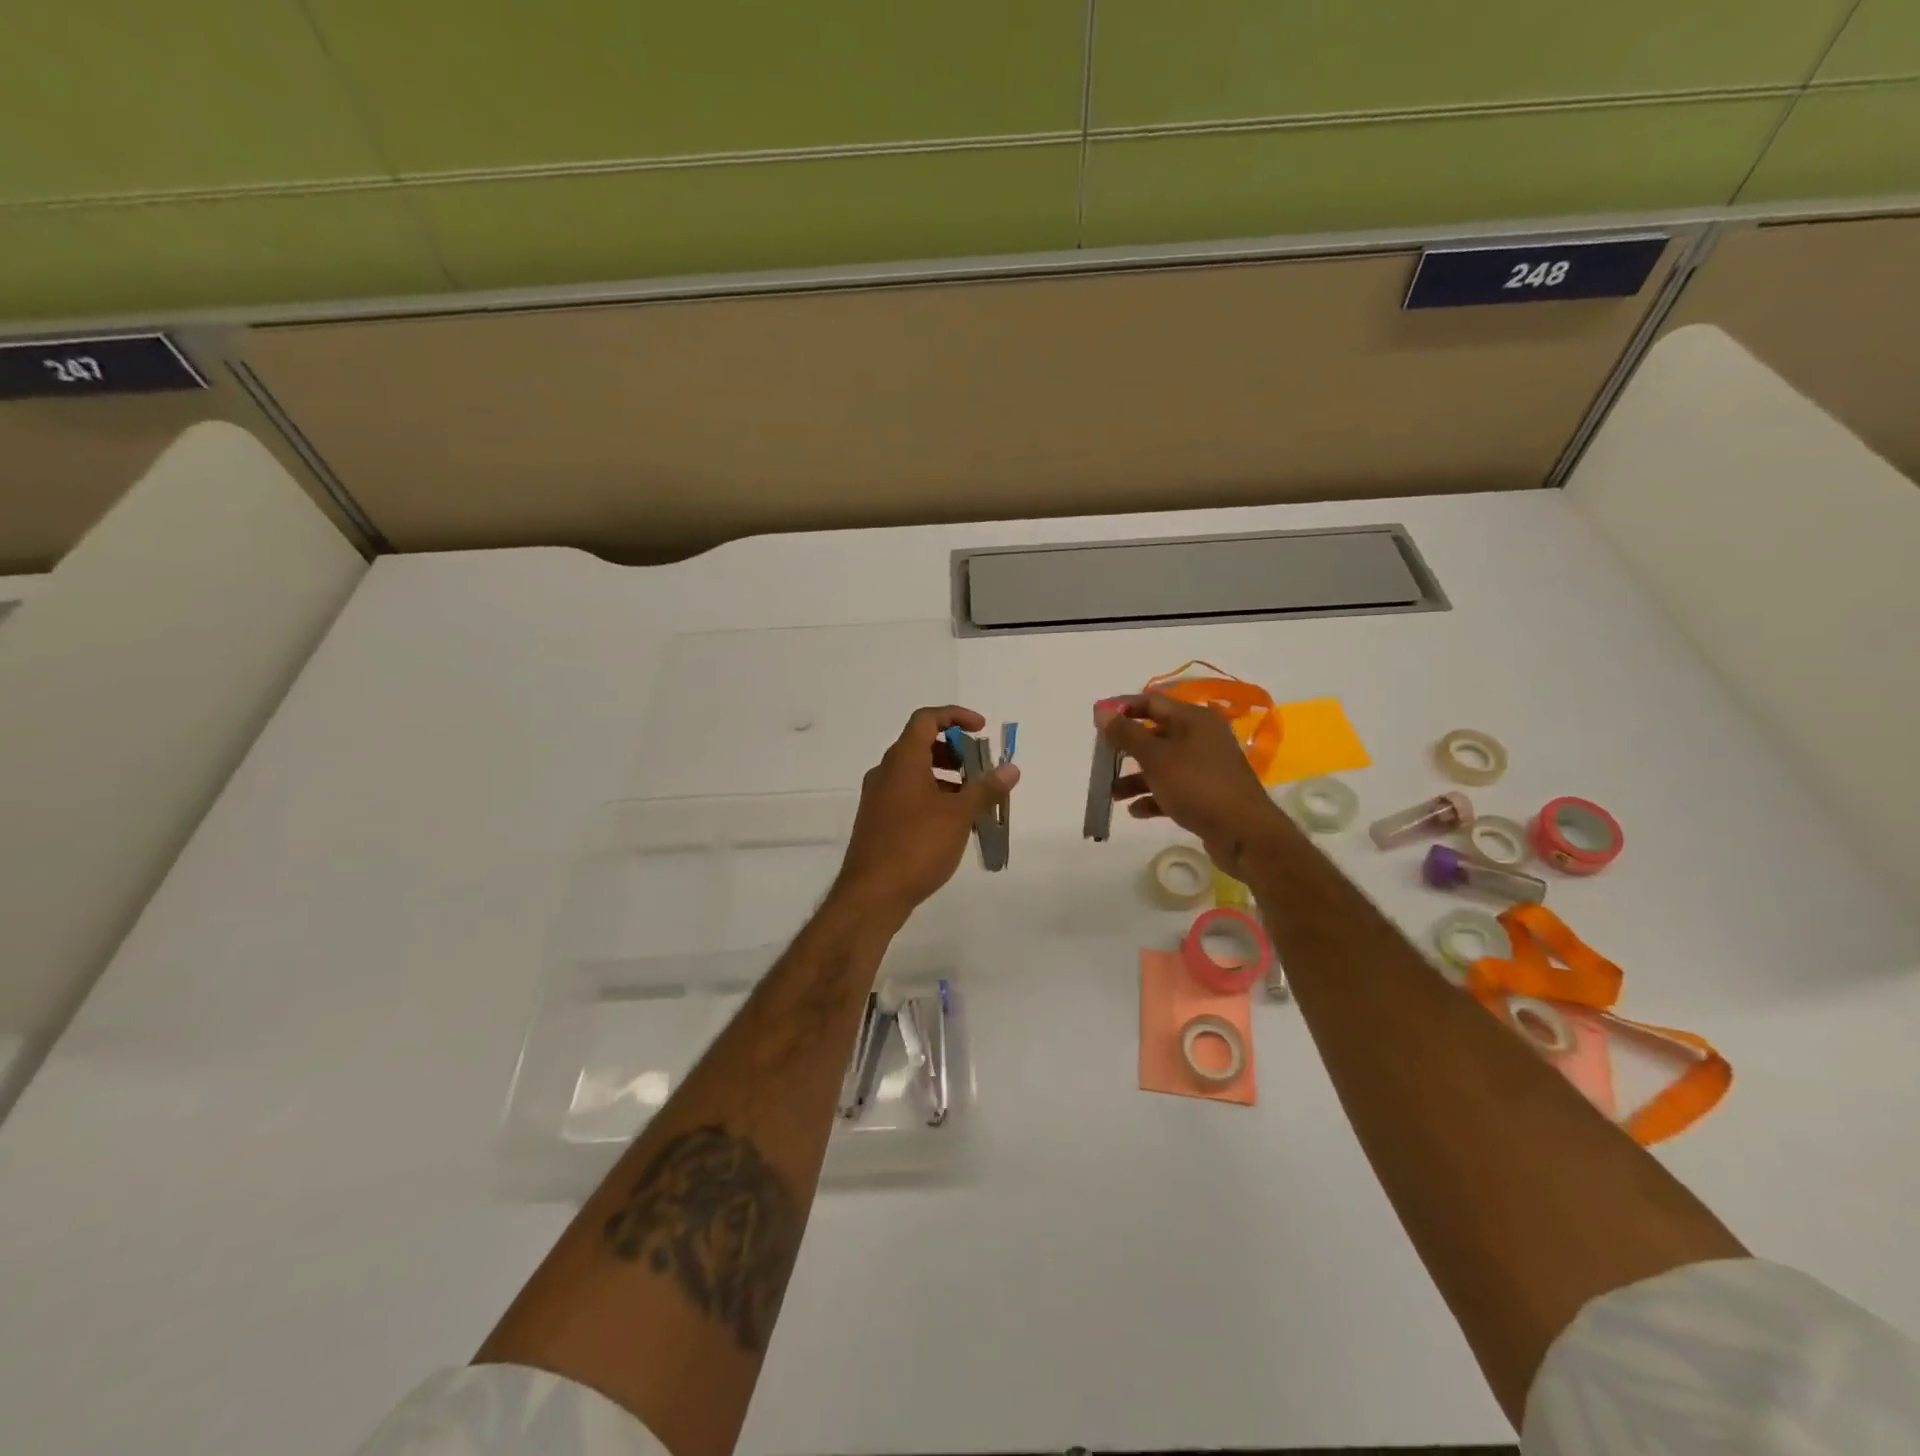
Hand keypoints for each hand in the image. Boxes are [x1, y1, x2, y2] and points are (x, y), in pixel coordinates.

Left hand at [834, 706, 1019, 917]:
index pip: (926, 719)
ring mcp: (878, 798)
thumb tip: (1011, 769)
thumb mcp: (959, 816)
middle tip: (980, 768)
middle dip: (954, 750)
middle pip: (920, 745)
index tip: (982, 729)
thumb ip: (986, 789)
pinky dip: (932, 797)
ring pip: (915, 773)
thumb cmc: (916, 846)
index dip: (955, 715)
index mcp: (902, 761)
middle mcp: (885, 772)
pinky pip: (908, 795)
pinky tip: (953, 824)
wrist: (872, 894)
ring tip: (974, 800)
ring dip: (945, 777)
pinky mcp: (877, 821)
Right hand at [1098, 692, 1293, 874]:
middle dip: (1127, 747)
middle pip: (1156, 734)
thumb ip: (1126, 734)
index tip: (1096, 720)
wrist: (1244, 832)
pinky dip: (1154, 796)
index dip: (1123, 708)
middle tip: (1102, 759)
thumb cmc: (1197, 786)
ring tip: (1113, 794)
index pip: (1152, 702)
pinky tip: (1136, 811)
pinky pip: (1174, 788)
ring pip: (1163, 764)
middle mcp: (1202, 737)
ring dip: (1136, 777)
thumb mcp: (1155, 757)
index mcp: (1193, 719)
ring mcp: (1206, 766)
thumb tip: (1102, 711)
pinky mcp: (1208, 793)